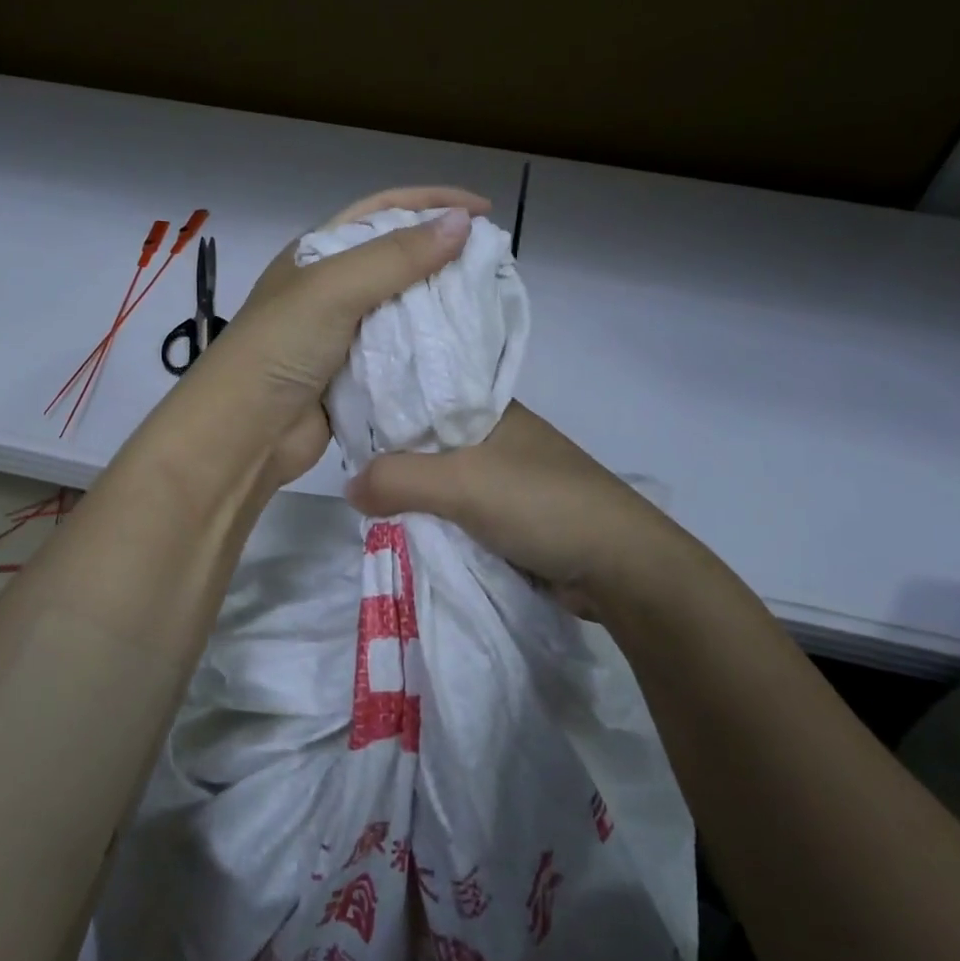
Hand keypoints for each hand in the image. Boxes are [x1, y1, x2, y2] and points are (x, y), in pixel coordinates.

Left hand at [187, 187, 491, 488]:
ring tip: (487, 303)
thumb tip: (462, 223)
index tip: (483, 210)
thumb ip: (398, 256)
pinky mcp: (353, 375)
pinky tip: (461, 348)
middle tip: (493, 262)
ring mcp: (341, 333)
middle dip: (442, 254)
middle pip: (396, 258)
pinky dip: (428, 348)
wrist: (243, 433)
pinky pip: (400, 352)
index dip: (432, 202)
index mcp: (317, 253)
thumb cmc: (281, 347)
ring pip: (402, 307)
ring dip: (439, 304)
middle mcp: (329, 288)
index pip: (382, 210)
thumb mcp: (334, 289)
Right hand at [343, 402, 685, 611]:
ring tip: (364, 501)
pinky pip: (458, 510)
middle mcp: (496, 435)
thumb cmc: (541, 503)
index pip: (422, 394)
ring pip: (442, 478)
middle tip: (342, 467)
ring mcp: (506, 476)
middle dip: (392, 457)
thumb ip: (398, 480)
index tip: (339, 422)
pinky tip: (403, 527)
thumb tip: (347, 487)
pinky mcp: (512, 515)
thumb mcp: (461, 483)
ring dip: (412, 493)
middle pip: (428, 440)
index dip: (383, 406)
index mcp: (490, 407)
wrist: (620, 566)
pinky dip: (435, 518)